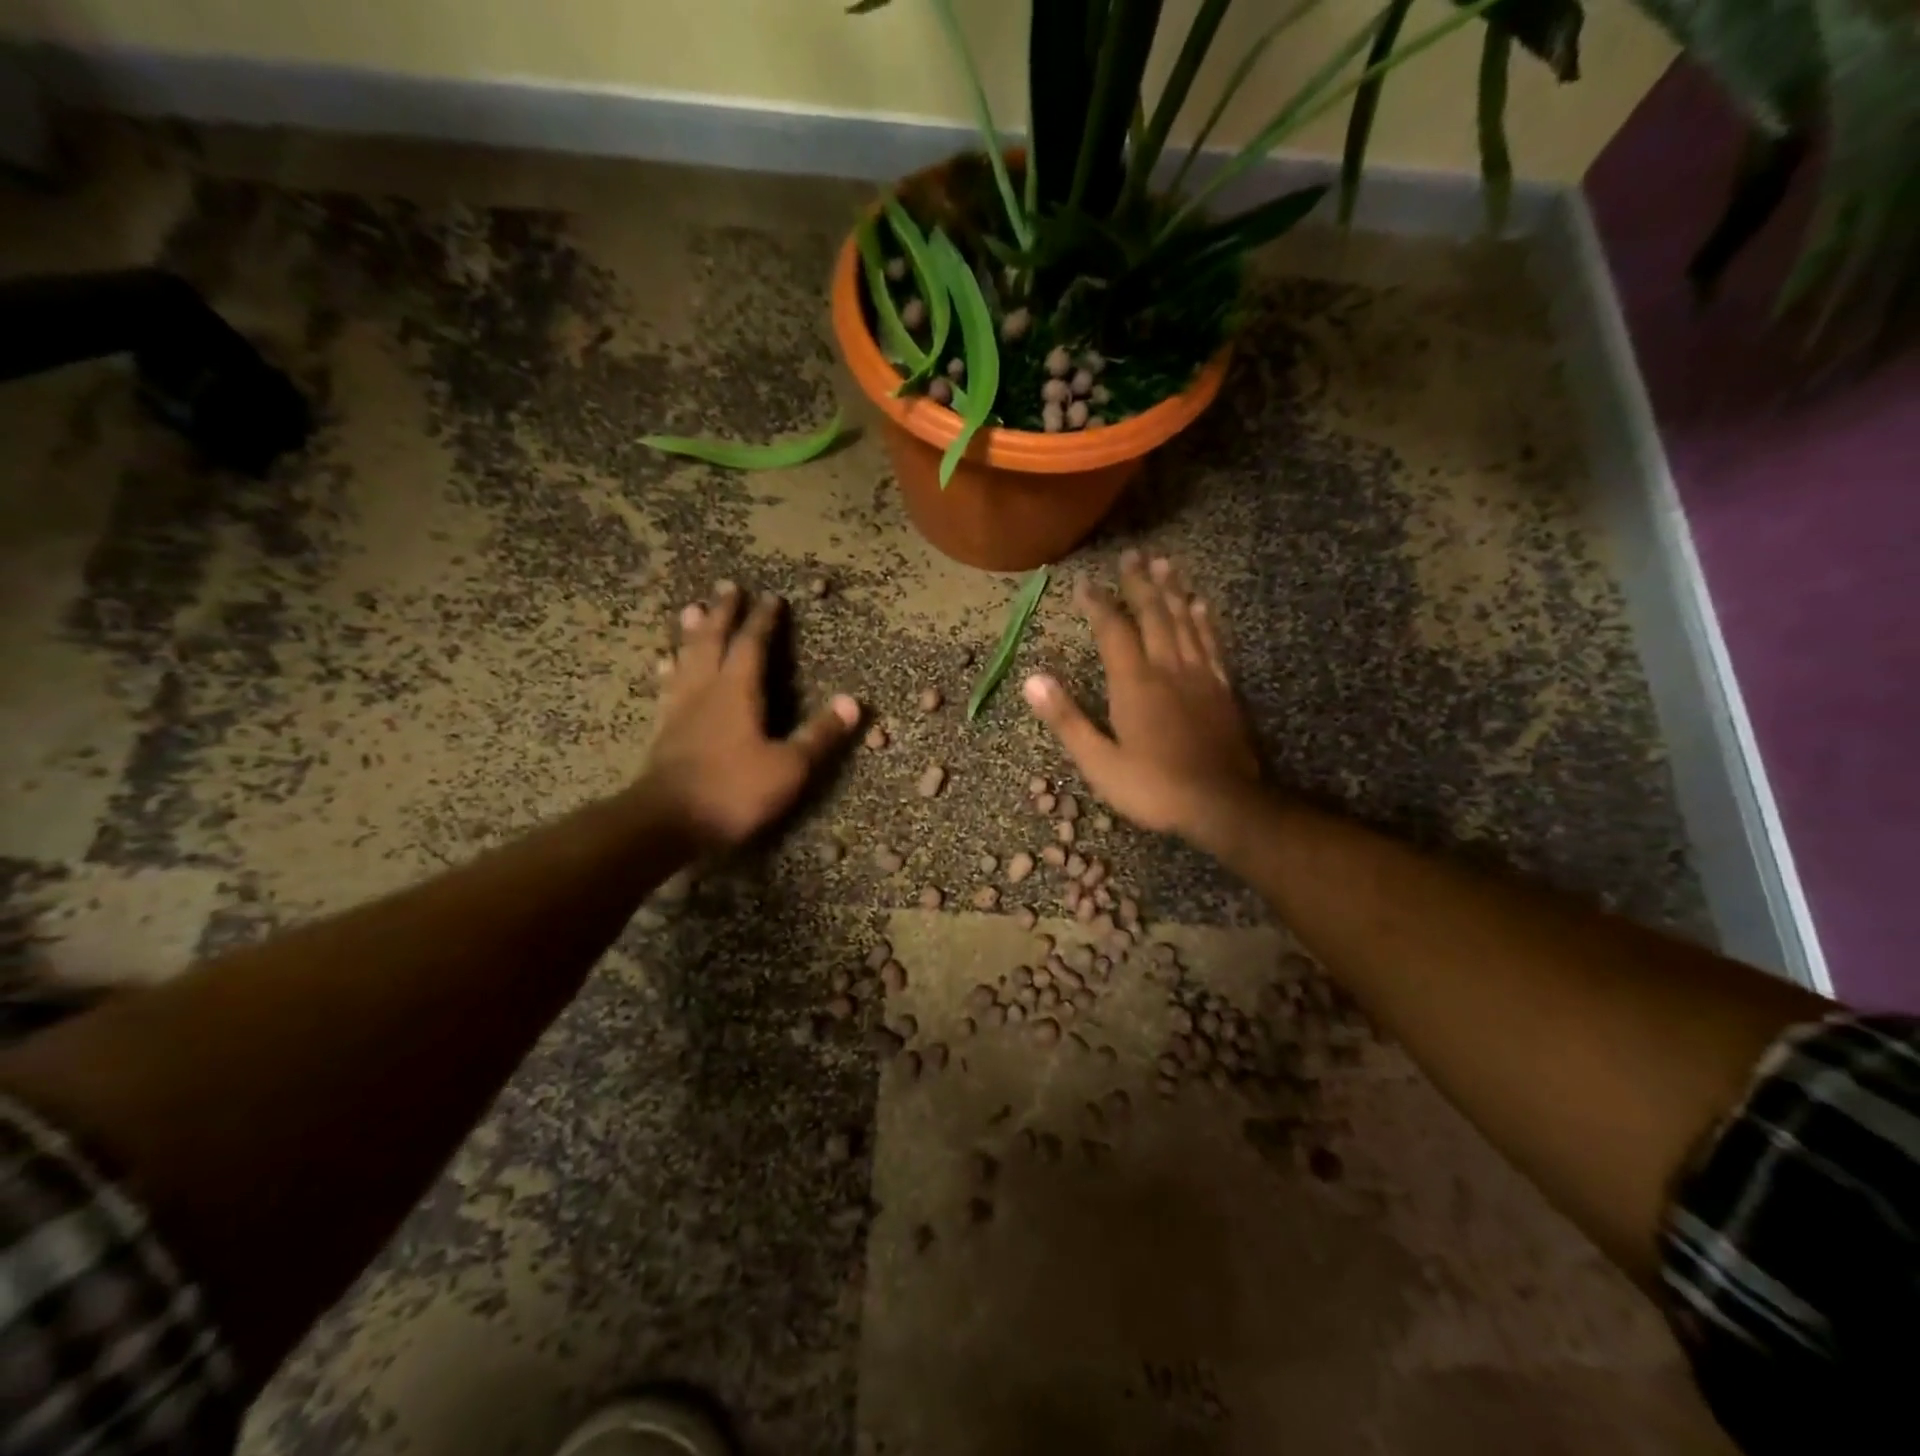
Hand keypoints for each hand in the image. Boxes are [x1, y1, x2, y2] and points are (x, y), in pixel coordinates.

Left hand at [641, 582, 859, 849]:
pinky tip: (665, 663)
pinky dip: (670, 668)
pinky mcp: (664, 728)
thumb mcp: (789, 768)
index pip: (752, 645)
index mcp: (738, 692)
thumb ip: (820, 735)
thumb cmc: (733, 792)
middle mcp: (706, 689)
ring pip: (686, 658)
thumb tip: (853, 703)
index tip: (772, 598)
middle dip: (724, 613)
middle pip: (713, 641)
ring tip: (693, 610)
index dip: (764, 621)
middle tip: (729, 587)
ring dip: (692, 632)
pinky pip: (667, 686)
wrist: (667, 821)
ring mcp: (680, 708)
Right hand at [1023, 551, 1260, 840]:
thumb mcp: (1099, 762)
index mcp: (1134, 684)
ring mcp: (1200, 676)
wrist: (1223, 804)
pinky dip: (1205, 620)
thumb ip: (1066, 718)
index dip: (1098, 604)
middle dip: (1139, 584)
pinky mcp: (1223, 689)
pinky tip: (1202, 605)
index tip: (1085, 583)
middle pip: (1154, 615)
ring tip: (1165, 563)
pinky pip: (1212, 644)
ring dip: (1173, 591)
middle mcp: (1168, 668)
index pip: (1113, 631)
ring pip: (1186, 622)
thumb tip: (1031, 679)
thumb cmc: (1154, 788)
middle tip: (1132, 554)